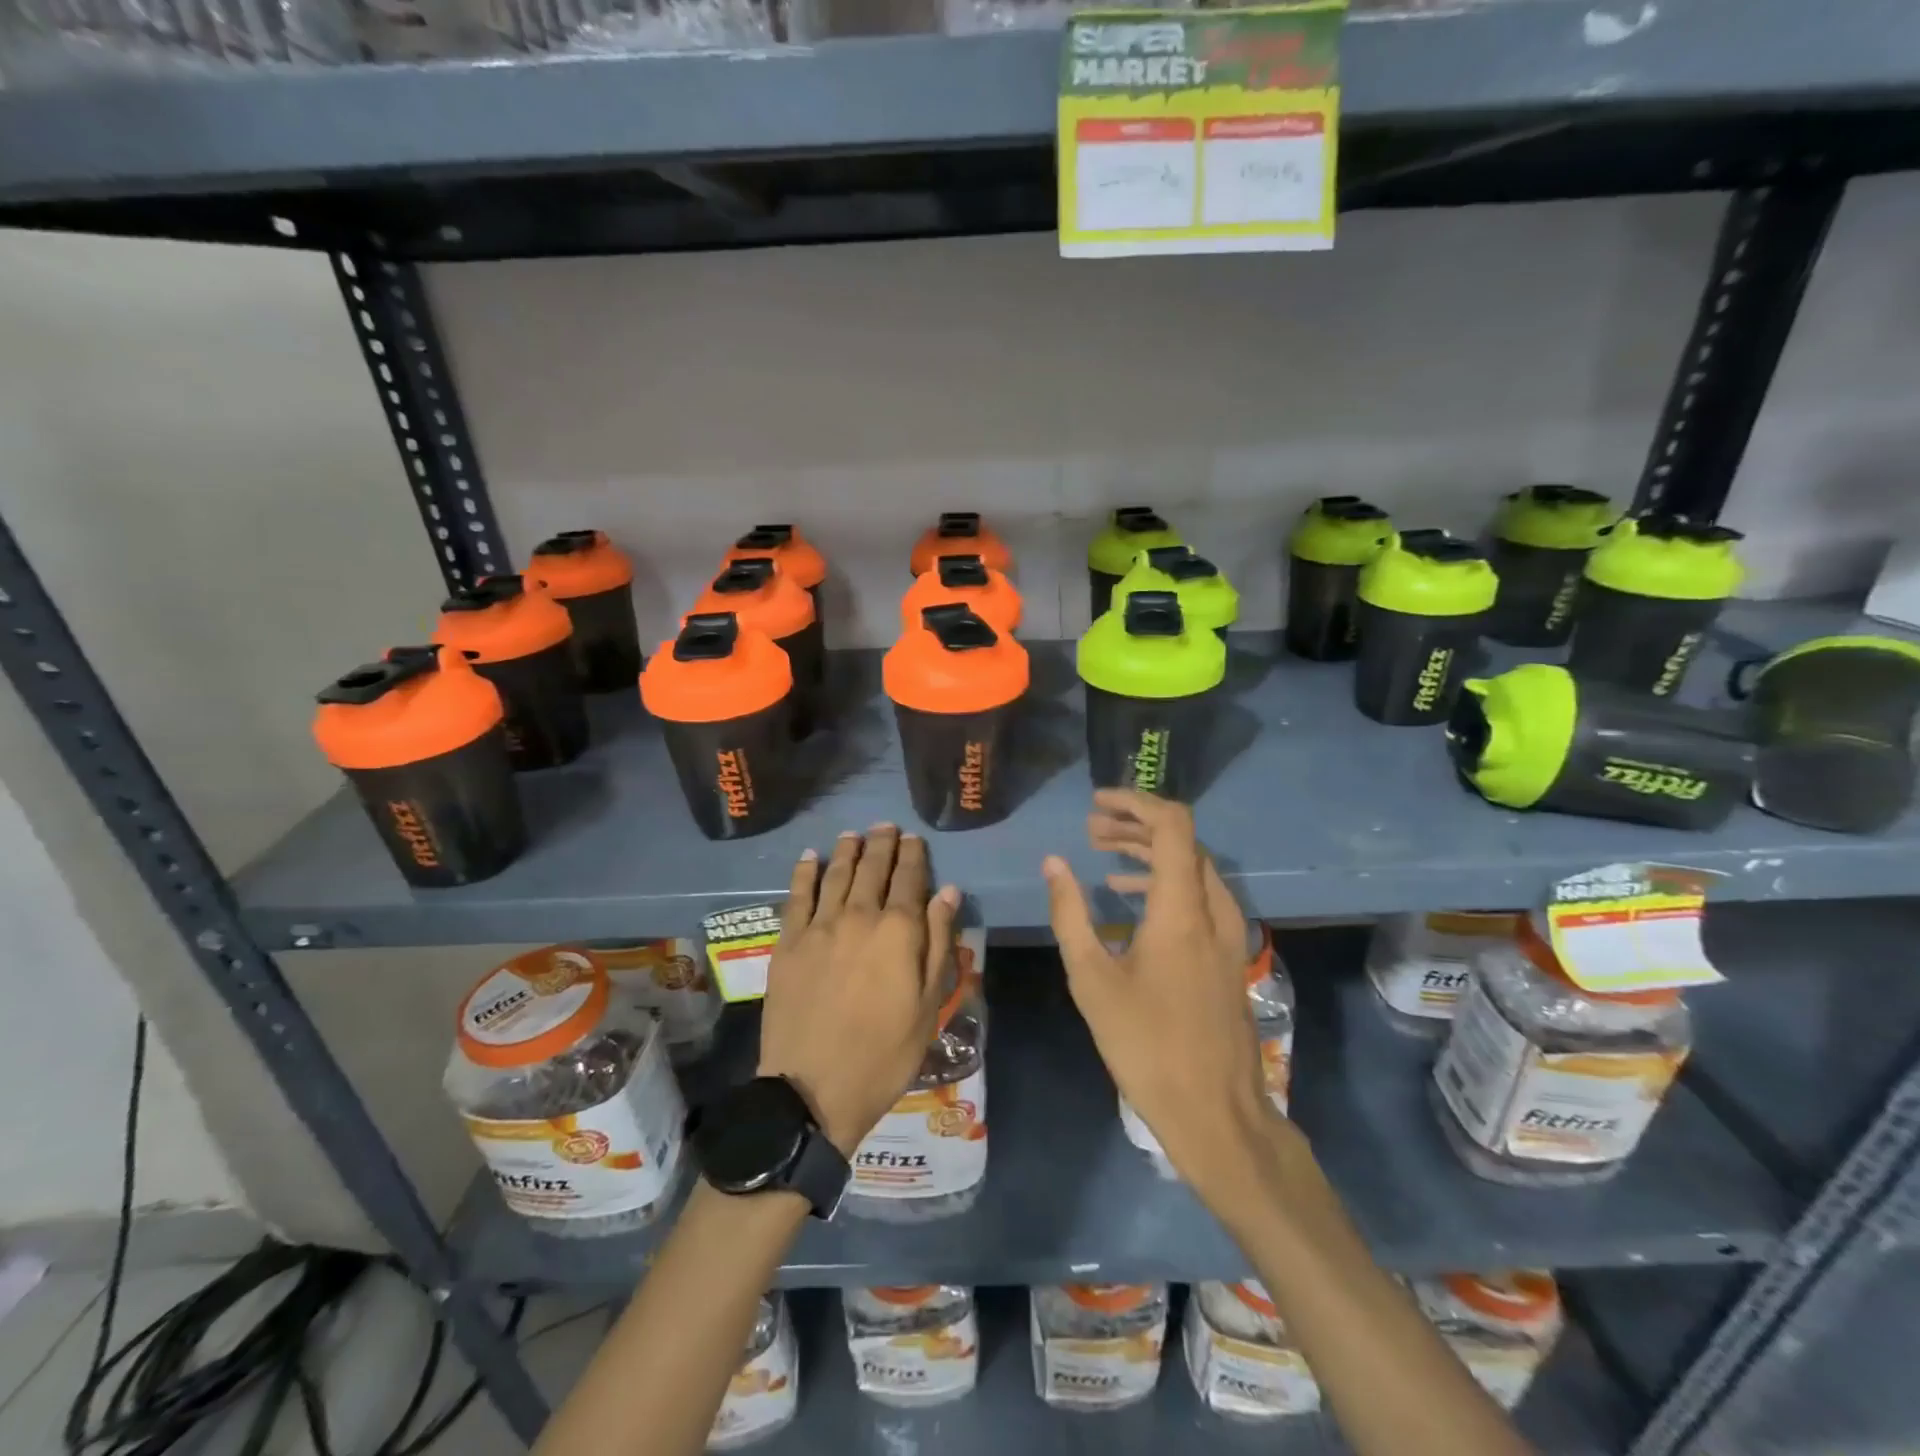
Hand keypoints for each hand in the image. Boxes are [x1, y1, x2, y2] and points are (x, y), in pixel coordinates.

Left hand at [759, 825, 960, 1155]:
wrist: (813, 1090)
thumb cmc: (885, 1053)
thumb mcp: (929, 1005)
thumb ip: (939, 943)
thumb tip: (947, 892)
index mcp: (899, 931)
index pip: (910, 879)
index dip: (913, 855)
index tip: (914, 839)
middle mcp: (859, 916)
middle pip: (872, 868)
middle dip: (881, 844)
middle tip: (885, 826)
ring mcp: (819, 927)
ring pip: (836, 875)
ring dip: (847, 850)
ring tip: (853, 833)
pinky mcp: (787, 943)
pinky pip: (796, 896)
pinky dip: (804, 872)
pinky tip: (810, 857)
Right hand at [1043, 790, 1284, 1197]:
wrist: (1215, 1111)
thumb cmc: (1145, 1044)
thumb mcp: (1092, 978)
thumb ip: (1070, 913)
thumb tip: (1054, 863)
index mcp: (1181, 908)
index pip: (1172, 824)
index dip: (1135, 802)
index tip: (1096, 803)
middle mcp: (1212, 908)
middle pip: (1181, 840)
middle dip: (1135, 824)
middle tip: (1091, 829)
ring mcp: (1226, 931)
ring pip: (1191, 866)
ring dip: (1149, 852)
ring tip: (1102, 854)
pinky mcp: (1226, 952)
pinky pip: (1198, 894)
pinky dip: (1164, 881)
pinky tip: (1129, 896)